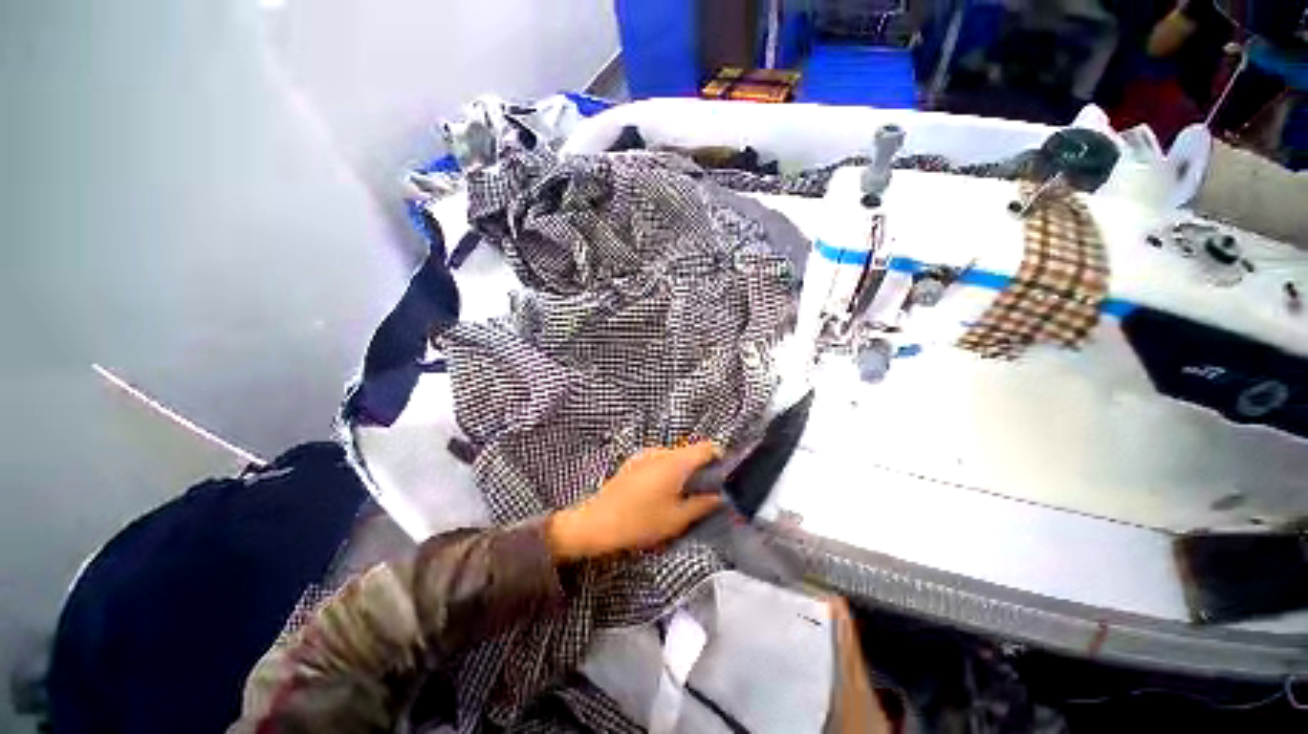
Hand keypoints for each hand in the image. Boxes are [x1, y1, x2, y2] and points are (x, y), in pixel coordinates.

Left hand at [546, 442, 724, 560]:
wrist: (597, 523)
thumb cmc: (641, 522)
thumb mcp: (678, 519)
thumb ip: (703, 504)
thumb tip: (720, 496)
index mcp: (676, 461)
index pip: (706, 447)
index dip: (719, 457)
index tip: (723, 475)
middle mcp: (661, 451)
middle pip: (689, 451)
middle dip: (700, 467)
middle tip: (703, 491)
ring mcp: (644, 454)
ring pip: (673, 456)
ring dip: (682, 469)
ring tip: (681, 494)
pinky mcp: (633, 462)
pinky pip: (658, 460)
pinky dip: (667, 470)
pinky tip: (660, 492)